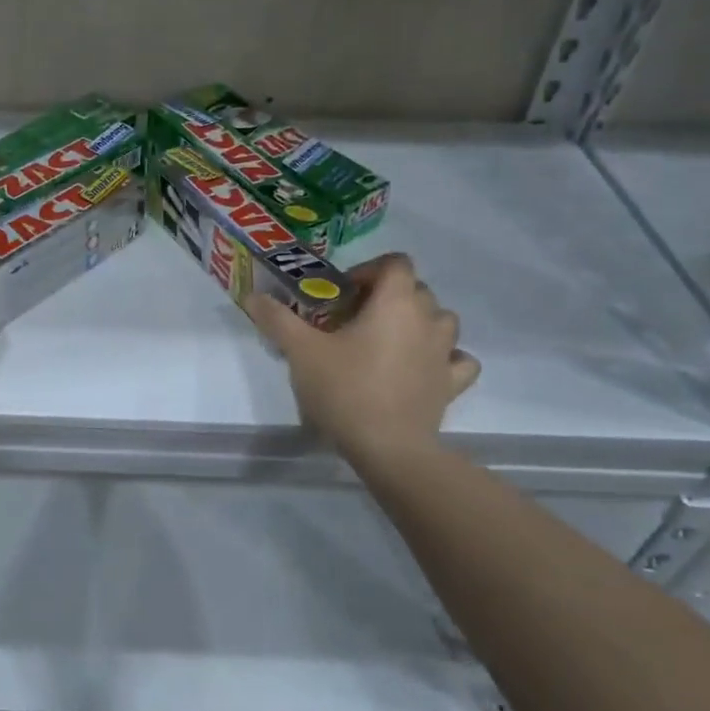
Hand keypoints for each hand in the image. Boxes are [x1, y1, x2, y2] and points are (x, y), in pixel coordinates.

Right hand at [247, 252, 479, 462]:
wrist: (388, 448)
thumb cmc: (345, 389)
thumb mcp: (301, 351)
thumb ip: (277, 319)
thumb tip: (253, 295)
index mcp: (395, 302)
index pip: (395, 262)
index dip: (369, 270)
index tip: (343, 294)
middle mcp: (428, 319)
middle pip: (416, 289)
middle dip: (387, 297)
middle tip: (354, 320)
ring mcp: (445, 352)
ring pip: (441, 320)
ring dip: (418, 322)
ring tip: (387, 342)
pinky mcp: (452, 384)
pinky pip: (457, 360)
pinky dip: (444, 358)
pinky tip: (422, 367)